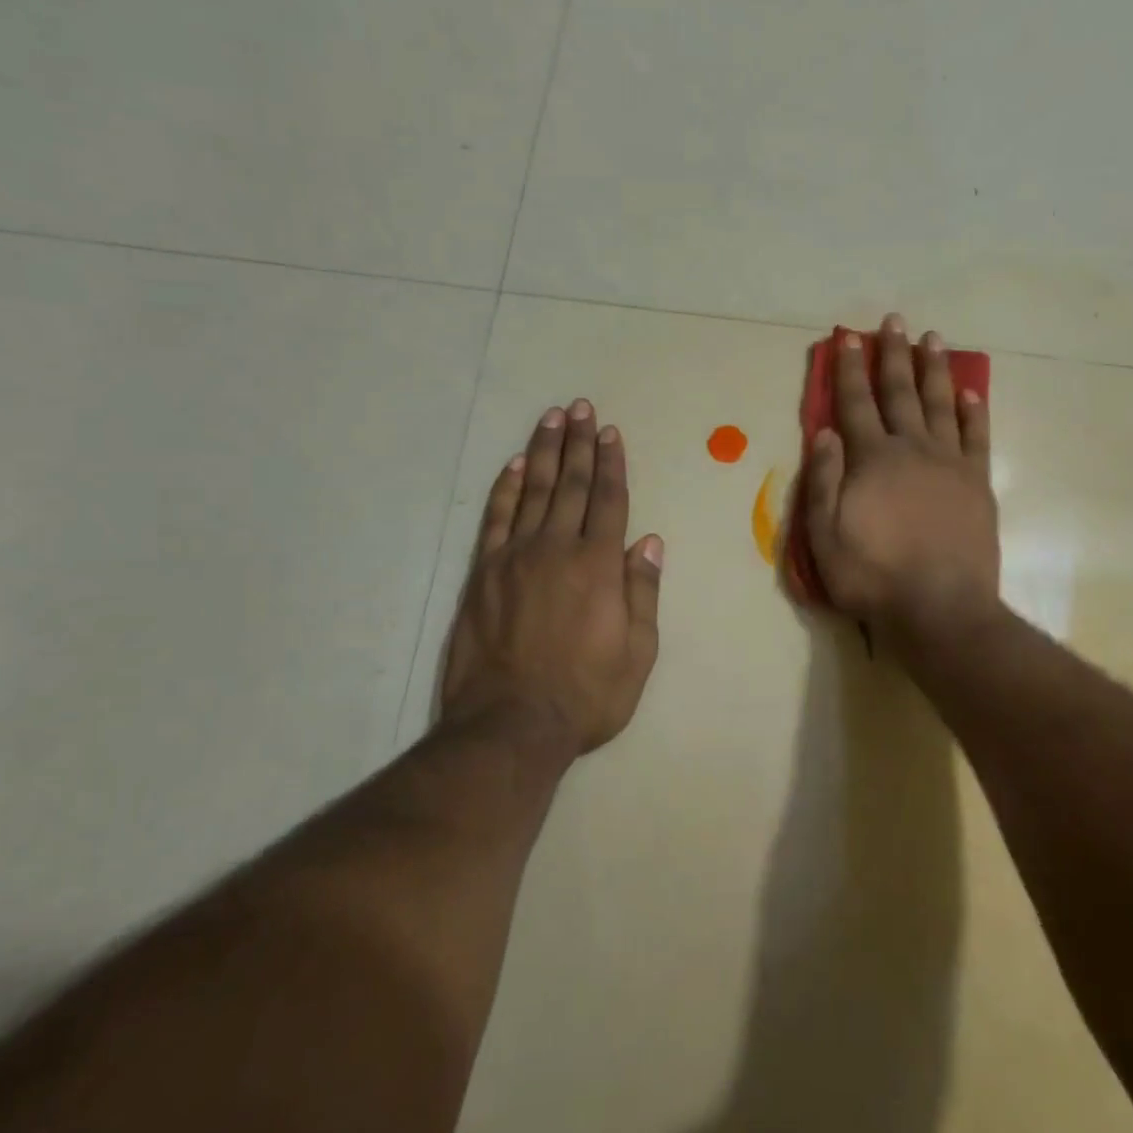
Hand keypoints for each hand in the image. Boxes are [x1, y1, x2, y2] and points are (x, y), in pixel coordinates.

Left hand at [441, 401, 663, 755]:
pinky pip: (496, 518)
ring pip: (533, 492)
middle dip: (578, 444)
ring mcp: (515, 557)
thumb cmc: (586, 695)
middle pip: (572, 485)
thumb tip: (648, 541)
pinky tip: (514, 465)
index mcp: (599, 566)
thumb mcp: (637, 653)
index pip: (609, 501)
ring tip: (550, 419)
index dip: (612, 464)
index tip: (610, 433)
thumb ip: (642, 592)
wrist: (509, 724)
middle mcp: (557, 549)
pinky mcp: (484, 573)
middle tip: (580, 408)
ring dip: (544, 453)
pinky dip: (505, 488)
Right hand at [802, 314, 1000, 646]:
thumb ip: (823, 481)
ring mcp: (950, 463)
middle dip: (893, 355)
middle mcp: (912, 449)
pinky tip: (971, 391)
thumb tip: (825, 432)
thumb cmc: (873, 576)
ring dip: (934, 370)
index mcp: (872, 459)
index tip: (849, 337)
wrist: (940, 607)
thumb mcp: (824, 537)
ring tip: (933, 339)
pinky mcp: (977, 483)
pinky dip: (974, 411)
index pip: (856, 404)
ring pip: (941, 404)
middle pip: (900, 393)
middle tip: (894, 321)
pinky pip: (977, 437)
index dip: (850, 369)